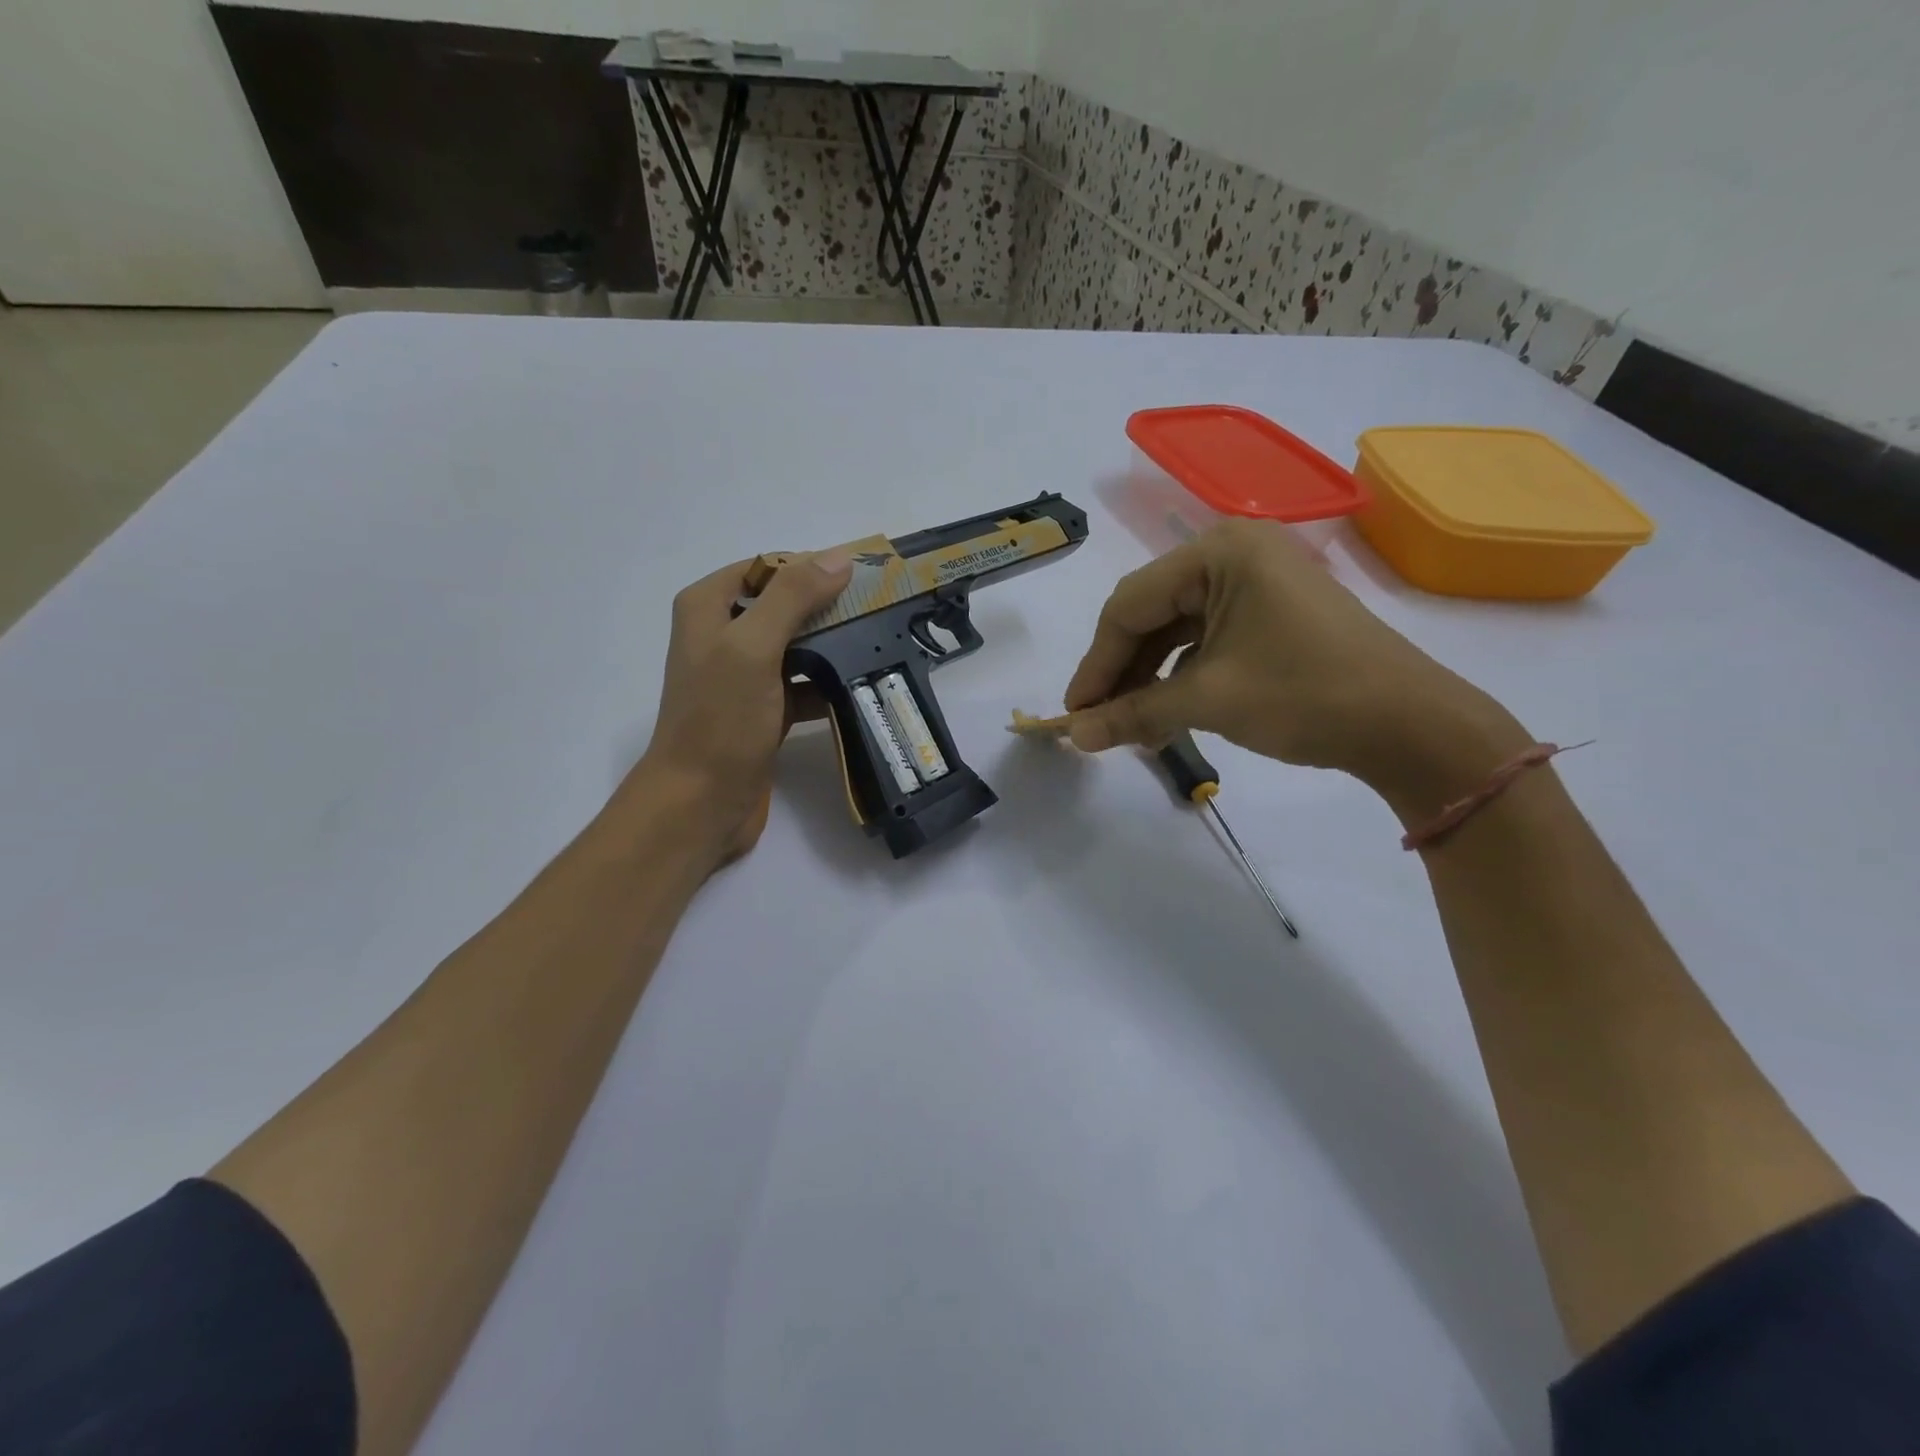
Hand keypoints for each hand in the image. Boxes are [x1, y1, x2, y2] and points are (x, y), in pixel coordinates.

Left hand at [628, 550, 851, 865]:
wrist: (700, 803)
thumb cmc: (720, 720)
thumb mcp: (752, 648)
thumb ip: (792, 598)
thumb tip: (839, 558)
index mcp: (709, 607)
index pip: (767, 566)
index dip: (812, 567)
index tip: (861, 579)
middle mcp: (723, 634)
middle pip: (785, 605)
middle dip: (829, 607)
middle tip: (880, 611)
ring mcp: (744, 675)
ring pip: (797, 645)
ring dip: (833, 645)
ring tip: (880, 644)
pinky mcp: (763, 710)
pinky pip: (802, 684)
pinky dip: (828, 683)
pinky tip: (861, 685)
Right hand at [1063, 520, 1524, 803]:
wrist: (1412, 725)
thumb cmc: (1306, 696)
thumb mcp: (1209, 702)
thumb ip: (1132, 713)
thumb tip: (1074, 737)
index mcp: (1220, 552)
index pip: (1130, 605)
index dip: (1096, 663)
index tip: (1074, 712)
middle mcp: (1235, 552)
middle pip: (1151, 613)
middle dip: (1121, 671)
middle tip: (1097, 721)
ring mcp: (1257, 580)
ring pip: (1177, 628)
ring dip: (1149, 678)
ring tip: (1129, 726)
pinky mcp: (1272, 610)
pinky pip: (1207, 638)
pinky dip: (1181, 675)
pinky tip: (1168, 711)